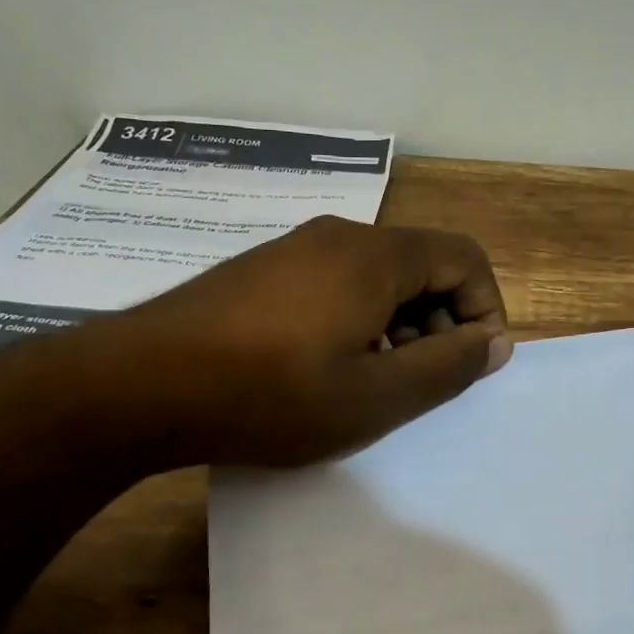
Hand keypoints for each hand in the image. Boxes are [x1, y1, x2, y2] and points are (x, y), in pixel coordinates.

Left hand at [70, 216, 511, 466]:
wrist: (139, 385)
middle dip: (440, 321)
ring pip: (377, 277)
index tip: (468, 366)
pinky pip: (334, 284)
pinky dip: (356, 321)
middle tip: (418, 382)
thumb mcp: (375, 397)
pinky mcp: (262, 271)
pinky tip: (322, 369)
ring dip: (398, 326)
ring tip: (370, 383)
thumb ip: (447, 367)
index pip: (464, 258)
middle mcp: (338, 236)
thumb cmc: (270, 395)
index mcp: (375, 255)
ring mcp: (294, 250)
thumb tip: (494, 342)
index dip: (484, 310)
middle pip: (421, 264)